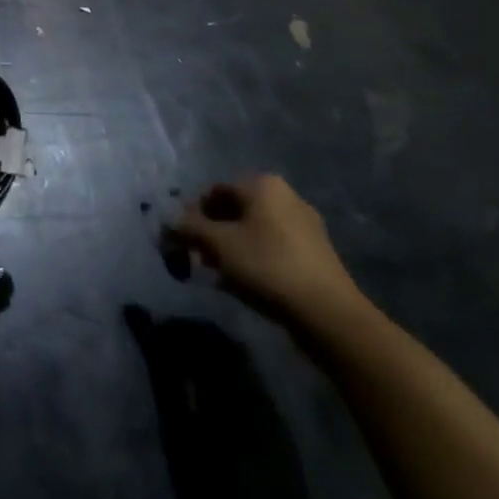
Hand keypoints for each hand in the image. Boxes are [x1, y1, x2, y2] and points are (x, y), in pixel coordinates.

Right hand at [166, 174, 362, 327]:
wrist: (329, 315)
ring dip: (232, 248)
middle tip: (200, 260)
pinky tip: (247, 284)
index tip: (183, 242)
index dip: (193, 215)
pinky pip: (274, 247)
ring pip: (254, 230)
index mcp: (262, 184)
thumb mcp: (218, 245)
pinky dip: (255, 259)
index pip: (214, 191)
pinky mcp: (316, 253)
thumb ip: (189, 227)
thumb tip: (169, 220)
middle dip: (213, 233)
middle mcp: (285, 195)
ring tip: (221, 276)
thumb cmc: (268, 266)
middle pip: (235, 210)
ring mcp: (305, 225)